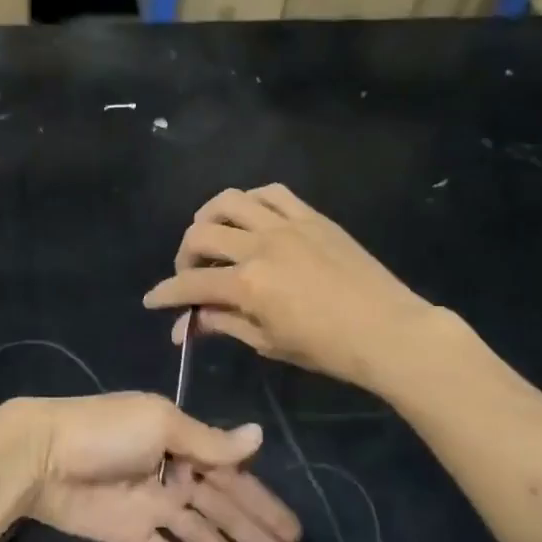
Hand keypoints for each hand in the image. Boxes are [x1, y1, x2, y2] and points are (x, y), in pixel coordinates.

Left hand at [0, 392, 303, 541]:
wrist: (42, 456)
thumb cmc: (105, 433)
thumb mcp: (160, 424)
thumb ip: (208, 440)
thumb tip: (259, 437)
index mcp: (184, 443)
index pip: (235, 479)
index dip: (265, 506)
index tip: (296, 535)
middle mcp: (175, 474)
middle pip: (226, 514)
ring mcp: (154, 506)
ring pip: (203, 540)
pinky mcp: (131, 533)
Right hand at [142, 184, 446, 394]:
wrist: (389, 331)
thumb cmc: (328, 348)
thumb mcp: (269, 341)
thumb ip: (225, 323)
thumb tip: (189, 324)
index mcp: (248, 284)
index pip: (191, 282)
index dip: (166, 293)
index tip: (152, 300)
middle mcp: (260, 245)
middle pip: (201, 233)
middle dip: (184, 254)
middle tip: (190, 273)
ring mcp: (286, 225)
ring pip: (230, 201)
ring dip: (209, 217)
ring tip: (211, 235)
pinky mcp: (311, 216)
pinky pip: (271, 193)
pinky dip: (250, 201)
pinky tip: (248, 216)